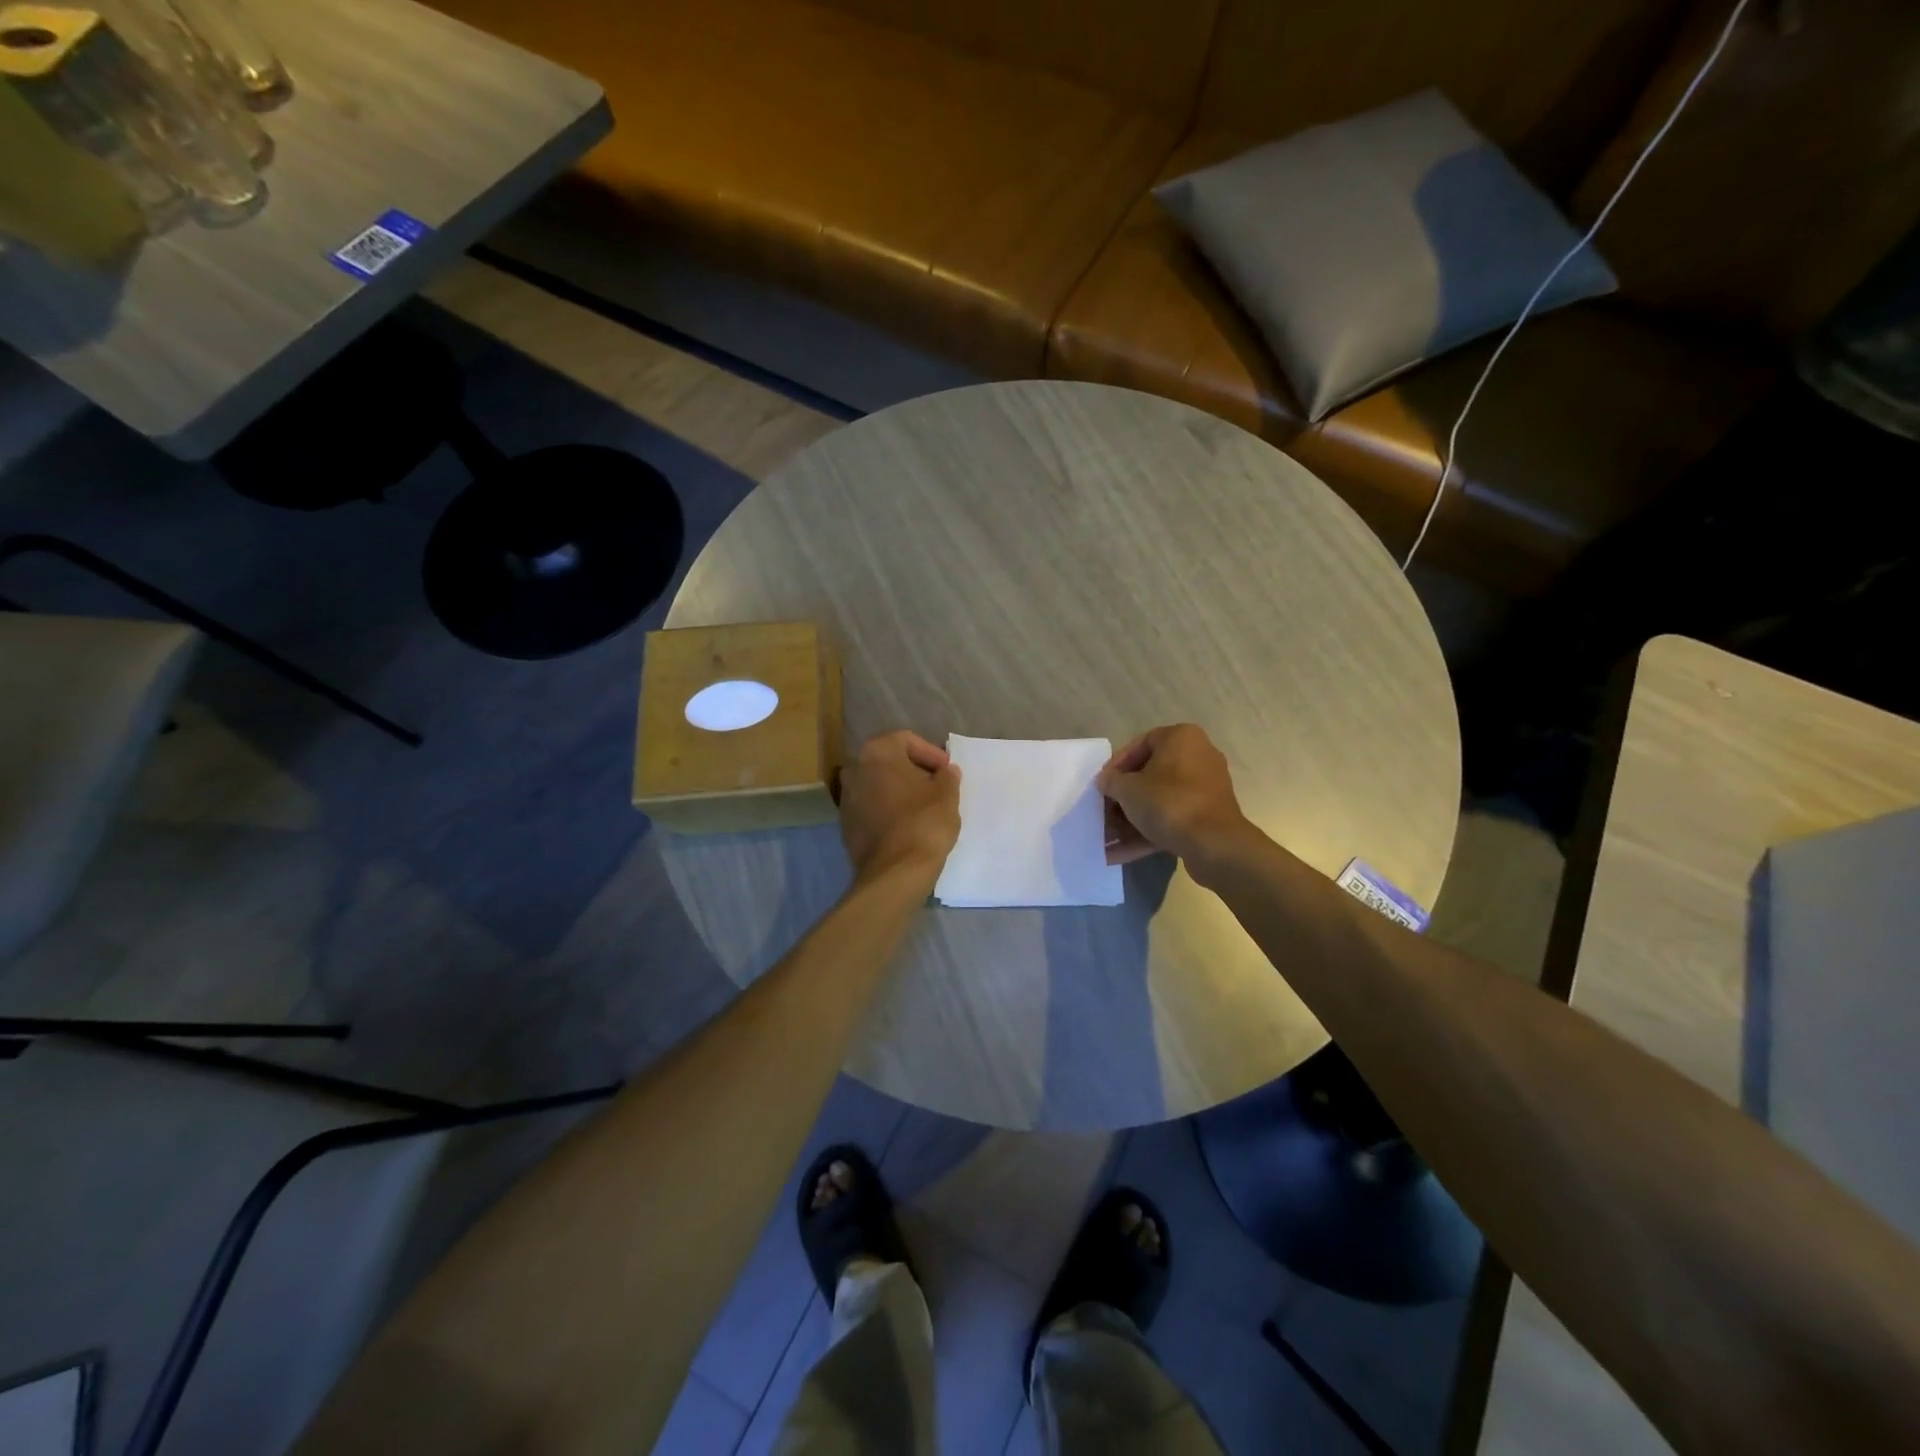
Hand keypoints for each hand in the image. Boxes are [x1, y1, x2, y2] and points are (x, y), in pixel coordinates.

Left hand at [838, 731, 961, 886]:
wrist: (895, 871)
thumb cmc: (924, 822)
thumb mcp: (947, 794)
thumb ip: (947, 776)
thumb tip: (945, 771)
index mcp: (877, 752)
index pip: (906, 740)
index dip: (931, 753)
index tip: (946, 771)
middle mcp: (855, 769)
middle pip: (889, 761)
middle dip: (913, 771)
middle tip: (936, 786)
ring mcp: (846, 798)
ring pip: (878, 785)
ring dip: (899, 791)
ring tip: (923, 807)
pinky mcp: (846, 825)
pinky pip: (871, 808)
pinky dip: (888, 810)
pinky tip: (906, 825)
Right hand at [1097, 724, 1250, 865]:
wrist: (1214, 845)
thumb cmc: (1168, 803)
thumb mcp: (1128, 789)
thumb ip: (1111, 781)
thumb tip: (1106, 782)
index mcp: (1182, 738)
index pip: (1141, 743)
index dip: (1117, 764)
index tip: (1103, 784)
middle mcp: (1198, 757)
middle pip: (1150, 775)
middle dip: (1122, 798)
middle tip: (1102, 812)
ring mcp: (1205, 790)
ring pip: (1159, 801)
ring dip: (1130, 820)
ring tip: (1105, 838)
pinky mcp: (1207, 817)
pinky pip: (1171, 819)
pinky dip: (1146, 833)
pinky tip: (1118, 854)